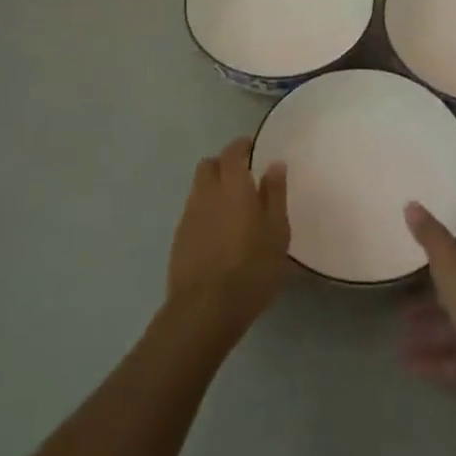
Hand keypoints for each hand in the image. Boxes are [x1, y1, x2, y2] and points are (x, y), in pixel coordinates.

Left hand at [165, 139, 289, 339]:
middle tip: (244, 178)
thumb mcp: (277, 232)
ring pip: (199, 188)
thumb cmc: (251, 268)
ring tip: (233, 208)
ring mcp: (189, 215)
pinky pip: (193, 211)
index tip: (253, 149)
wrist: (205, 309)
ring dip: (213, 188)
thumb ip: (275, 194)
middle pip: (209, 165)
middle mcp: (206, 193)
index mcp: (232, 186)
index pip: (232, 152)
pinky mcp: (179, 238)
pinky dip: (206, 211)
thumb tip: (274, 165)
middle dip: (224, 164)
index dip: (241, 146)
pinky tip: (219, 233)